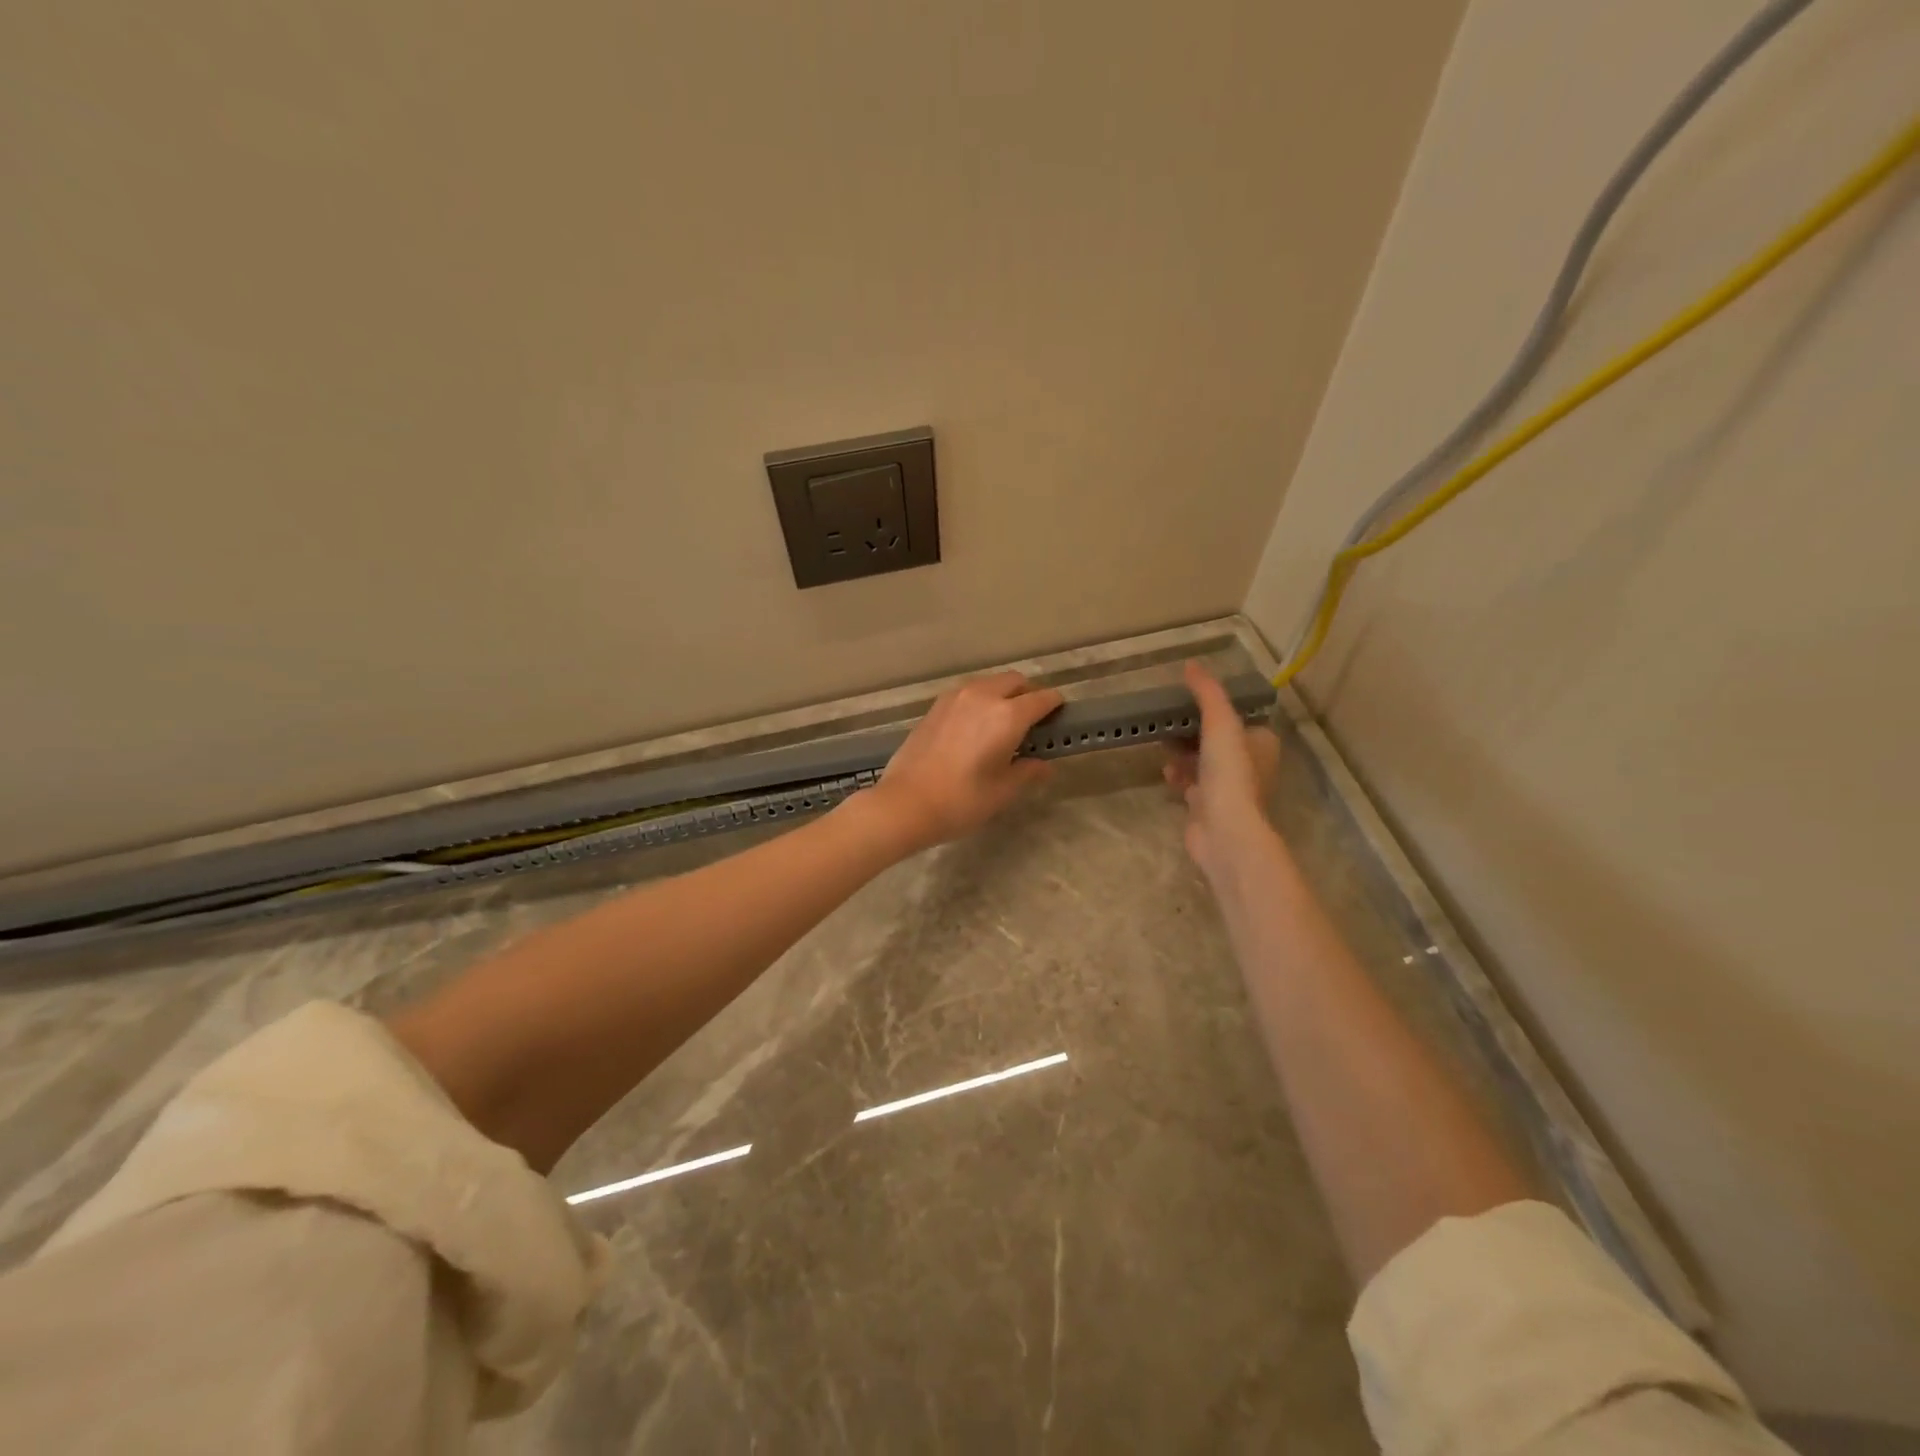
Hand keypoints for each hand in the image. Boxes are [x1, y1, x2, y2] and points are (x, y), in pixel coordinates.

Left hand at [866, 671, 1064, 853]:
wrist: (905, 803)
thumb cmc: (961, 800)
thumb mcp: (1003, 791)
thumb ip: (1028, 771)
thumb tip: (1044, 765)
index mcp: (1007, 715)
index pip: (1042, 698)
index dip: (1055, 707)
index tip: (1059, 718)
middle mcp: (983, 696)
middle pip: (1015, 681)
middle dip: (1029, 695)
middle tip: (1032, 722)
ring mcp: (955, 697)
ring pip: (990, 683)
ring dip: (1003, 695)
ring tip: (1003, 724)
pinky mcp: (935, 706)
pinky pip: (968, 692)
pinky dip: (980, 701)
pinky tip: (975, 728)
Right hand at [1163, 661, 1281, 883]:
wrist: (1225, 831)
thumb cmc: (1229, 773)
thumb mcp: (1220, 723)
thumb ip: (1207, 693)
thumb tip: (1192, 664)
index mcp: (1261, 743)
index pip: (1238, 718)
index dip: (1214, 709)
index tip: (1188, 702)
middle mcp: (1250, 765)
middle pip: (1217, 740)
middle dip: (1192, 732)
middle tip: (1169, 723)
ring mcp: (1230, 790)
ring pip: (1203, 763)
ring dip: (1183, 755)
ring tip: (1164, 747)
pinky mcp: (1209, 808)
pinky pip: (1191, 786)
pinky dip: (1178, 778)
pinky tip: (1166, 774)